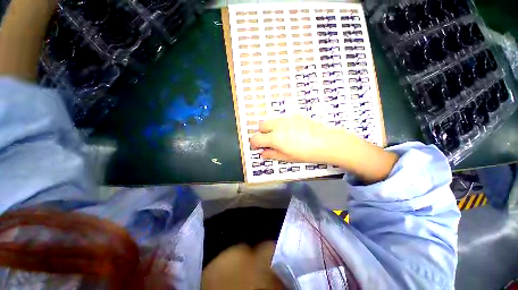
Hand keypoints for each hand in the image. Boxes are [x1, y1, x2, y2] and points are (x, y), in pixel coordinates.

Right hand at [249, 116, 398, 183]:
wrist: (327, 142)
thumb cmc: (307, 154)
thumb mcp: (288, 157)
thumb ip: (272, 154)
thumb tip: (262, 154)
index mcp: (275, 138)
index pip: (256, 138)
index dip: (254, 143)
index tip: (256, 147)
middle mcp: (278, 125)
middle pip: (261, 125)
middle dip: (261, 133)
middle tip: (268, 141)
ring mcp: (287, 119)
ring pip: (272, 120)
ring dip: (270, 128)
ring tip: (280, 137)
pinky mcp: (295, 116)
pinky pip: (283, 119)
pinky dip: (281, 125)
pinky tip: (291, 132)